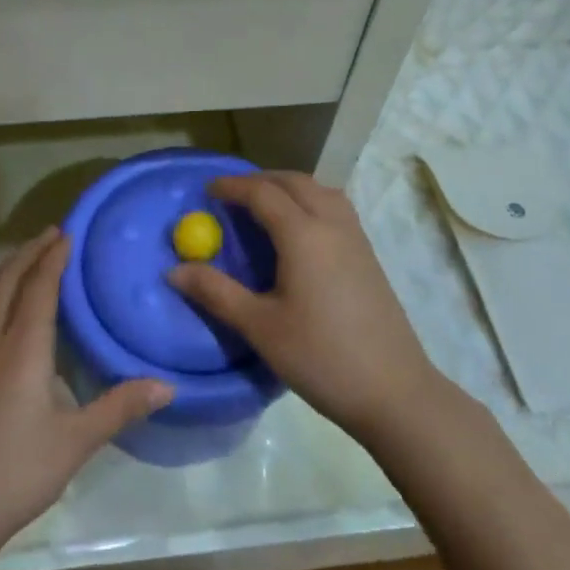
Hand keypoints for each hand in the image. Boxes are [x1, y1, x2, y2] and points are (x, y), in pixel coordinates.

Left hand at [0, 229, 173, 567]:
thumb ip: (118, 408)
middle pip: (6, 281)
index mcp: (21, 347)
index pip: (39, 287)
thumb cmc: (11, 473)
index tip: (68, 232)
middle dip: (28, 252)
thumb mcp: (74, 443)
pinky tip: (2, 316)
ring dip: (8, 271)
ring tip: (27, 261)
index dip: (54, 257)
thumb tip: (166, 385)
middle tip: (51, 234)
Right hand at [167, 172, 438, 439]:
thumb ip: (216, 292)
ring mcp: (356, 238)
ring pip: (320, 190)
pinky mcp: (369, 255)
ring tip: (265, 204)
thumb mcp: (260, 327)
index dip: (232, 186)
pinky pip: (336, 208)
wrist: (394, 390)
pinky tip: (301, 230)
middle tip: (233, 194)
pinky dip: (311, 201)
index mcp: (303, 234)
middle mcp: (332, 224)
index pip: (262, 193)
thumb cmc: (321, 357)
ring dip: (289, 187)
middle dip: (261, 180)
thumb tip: (174, 271)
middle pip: (294, 182)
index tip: (207, 190)